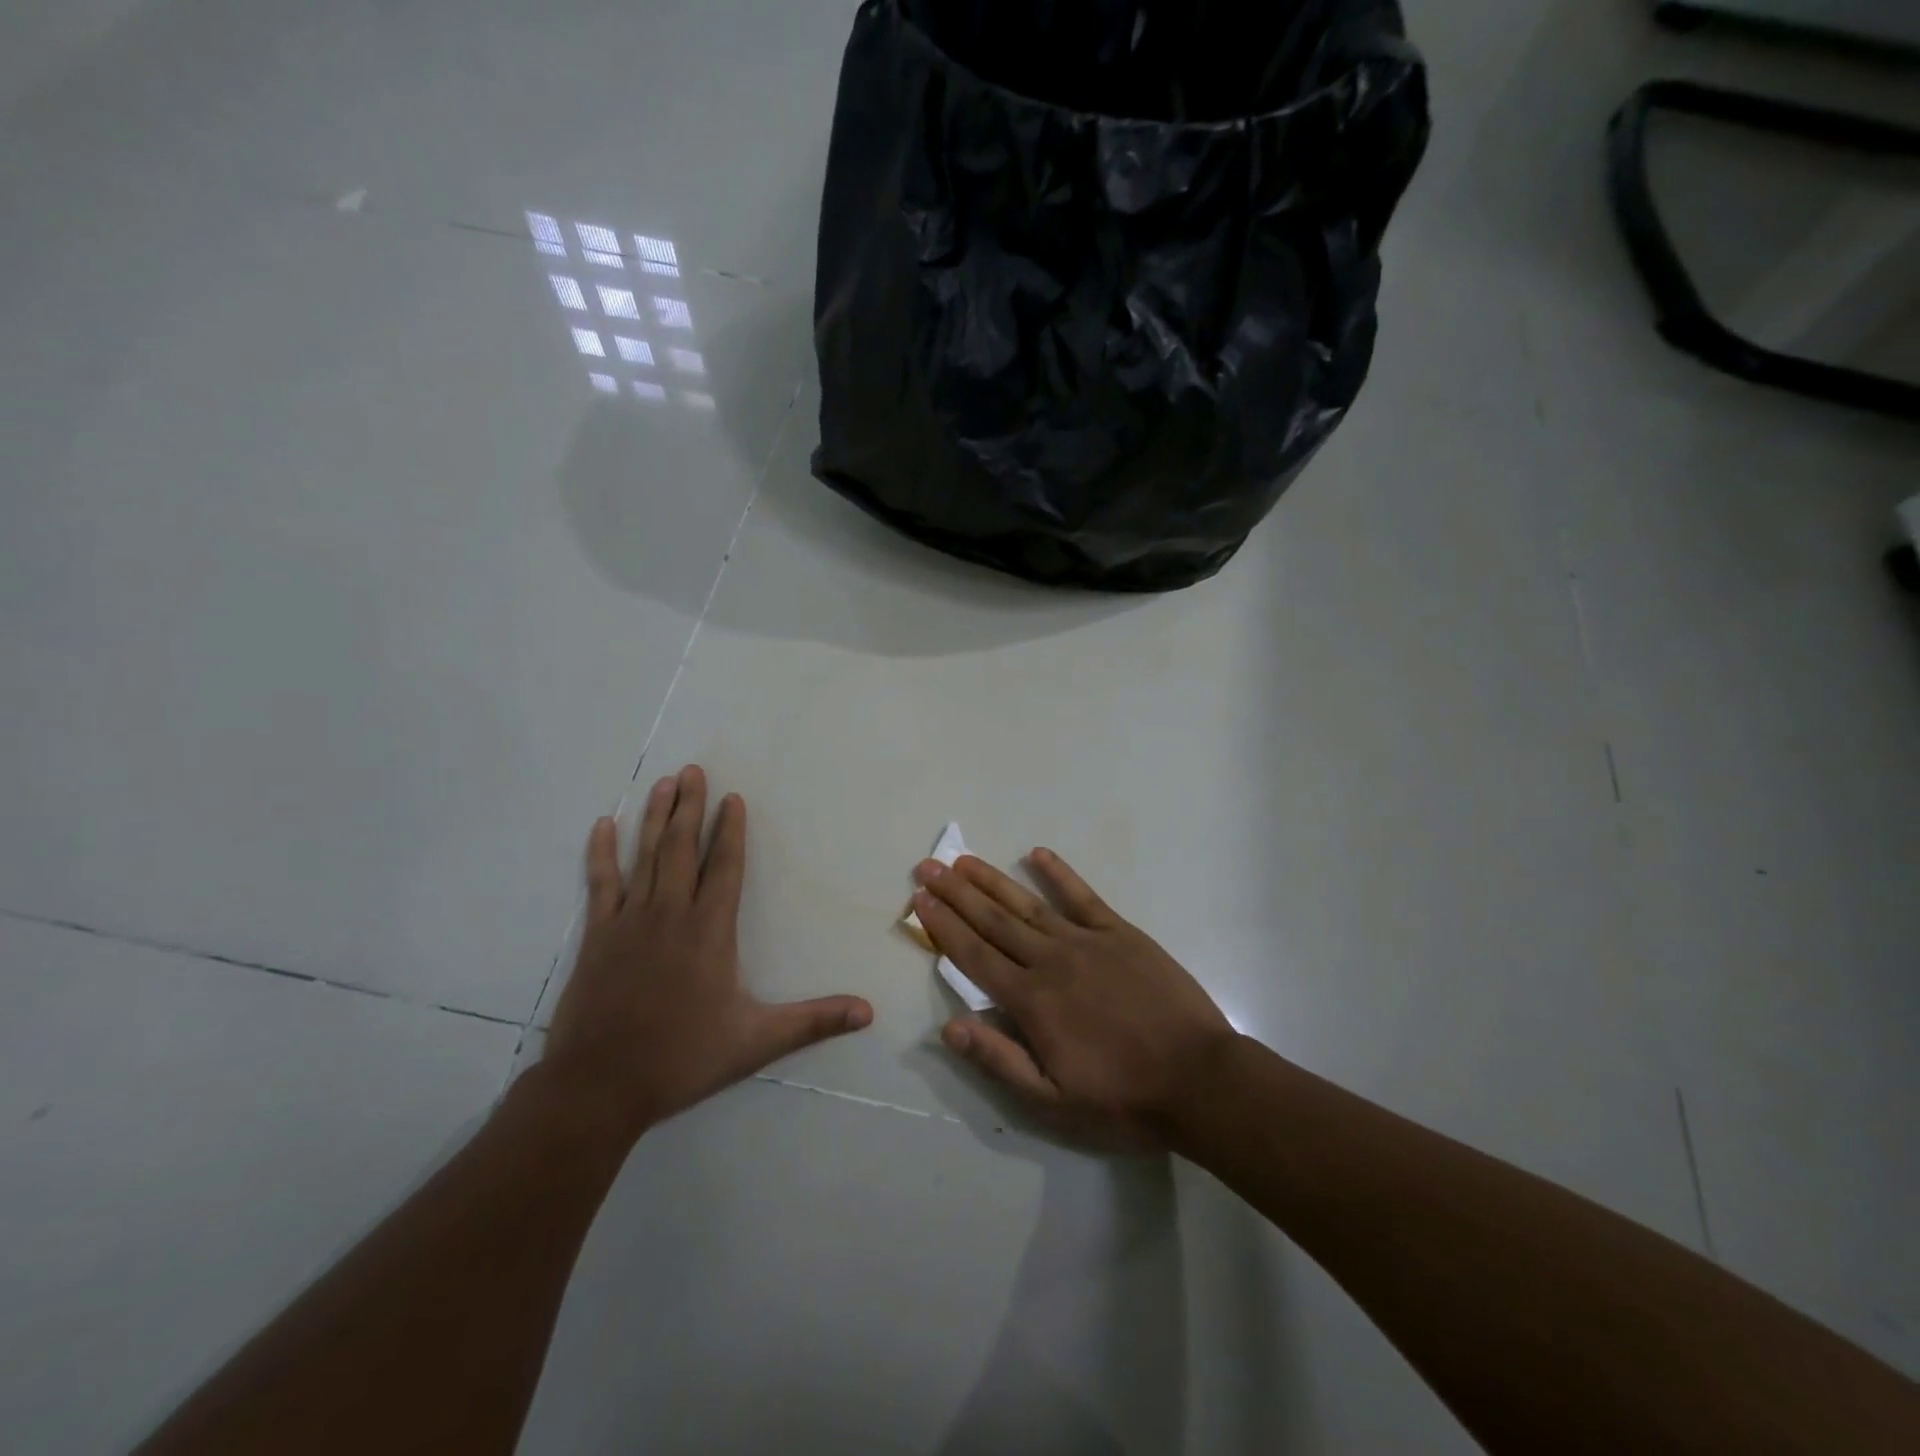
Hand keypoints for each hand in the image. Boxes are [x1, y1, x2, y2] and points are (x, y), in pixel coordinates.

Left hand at [542, 765, 872, 1144]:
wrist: (600, 1086)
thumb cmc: (682, 1057)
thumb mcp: (756, 1041)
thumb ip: (813, 1021)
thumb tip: (868, 1012)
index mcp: (710, 931)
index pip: (726, 867)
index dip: (731, 831)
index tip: (732, 798)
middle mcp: (671, 913)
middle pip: (684, 848)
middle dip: (691, 807)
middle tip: (693, 770)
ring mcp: (630, 921)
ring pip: (646, 856)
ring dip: (655, 817)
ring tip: (664, 783)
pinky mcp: (598, 936)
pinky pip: (601, 883)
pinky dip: (602, 852)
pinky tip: (604, 825)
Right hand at [913, 850, 1234, 1149]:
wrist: (1199, 1078)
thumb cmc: (1123, 1096)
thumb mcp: (1054, 1100)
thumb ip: (999, 1060)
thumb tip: (949, 1027)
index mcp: (1031, 1001)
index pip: (974, 956)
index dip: (943, 927)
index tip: (920, 900)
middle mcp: (1051, 960)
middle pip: (993, 921)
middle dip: (956, 893)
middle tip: (929, 866)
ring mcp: (1087, 941)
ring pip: (1028, 904)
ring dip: (993, 881)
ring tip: (964, 860)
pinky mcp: (1121, 933)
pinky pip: (1083, 896)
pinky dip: (1059, 873)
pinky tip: (1037, 854)